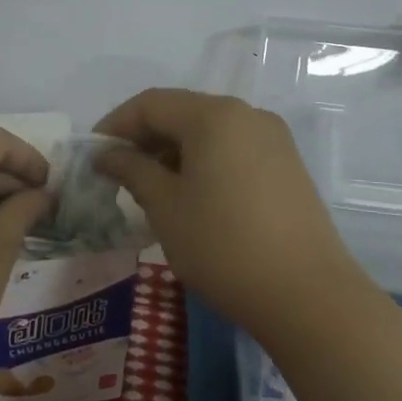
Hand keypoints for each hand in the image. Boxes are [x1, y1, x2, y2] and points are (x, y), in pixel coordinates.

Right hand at [93, 89, 364, 340]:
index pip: (151, 103)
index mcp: (214, 115)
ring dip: (172, 152)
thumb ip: (131, 170)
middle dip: (144, 138)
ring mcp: (273, 140)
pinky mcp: (287, 166)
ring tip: (150, 189)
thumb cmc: (223, 246)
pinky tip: (190, 196)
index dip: (115, 124)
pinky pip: (233, 150)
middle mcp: (246, 115)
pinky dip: (203, 162)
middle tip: (117, 174)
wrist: (308, 297)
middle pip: (182, 113)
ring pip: (208, 132)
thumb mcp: (165, 206)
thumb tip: (107, 154)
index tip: (93, 155)